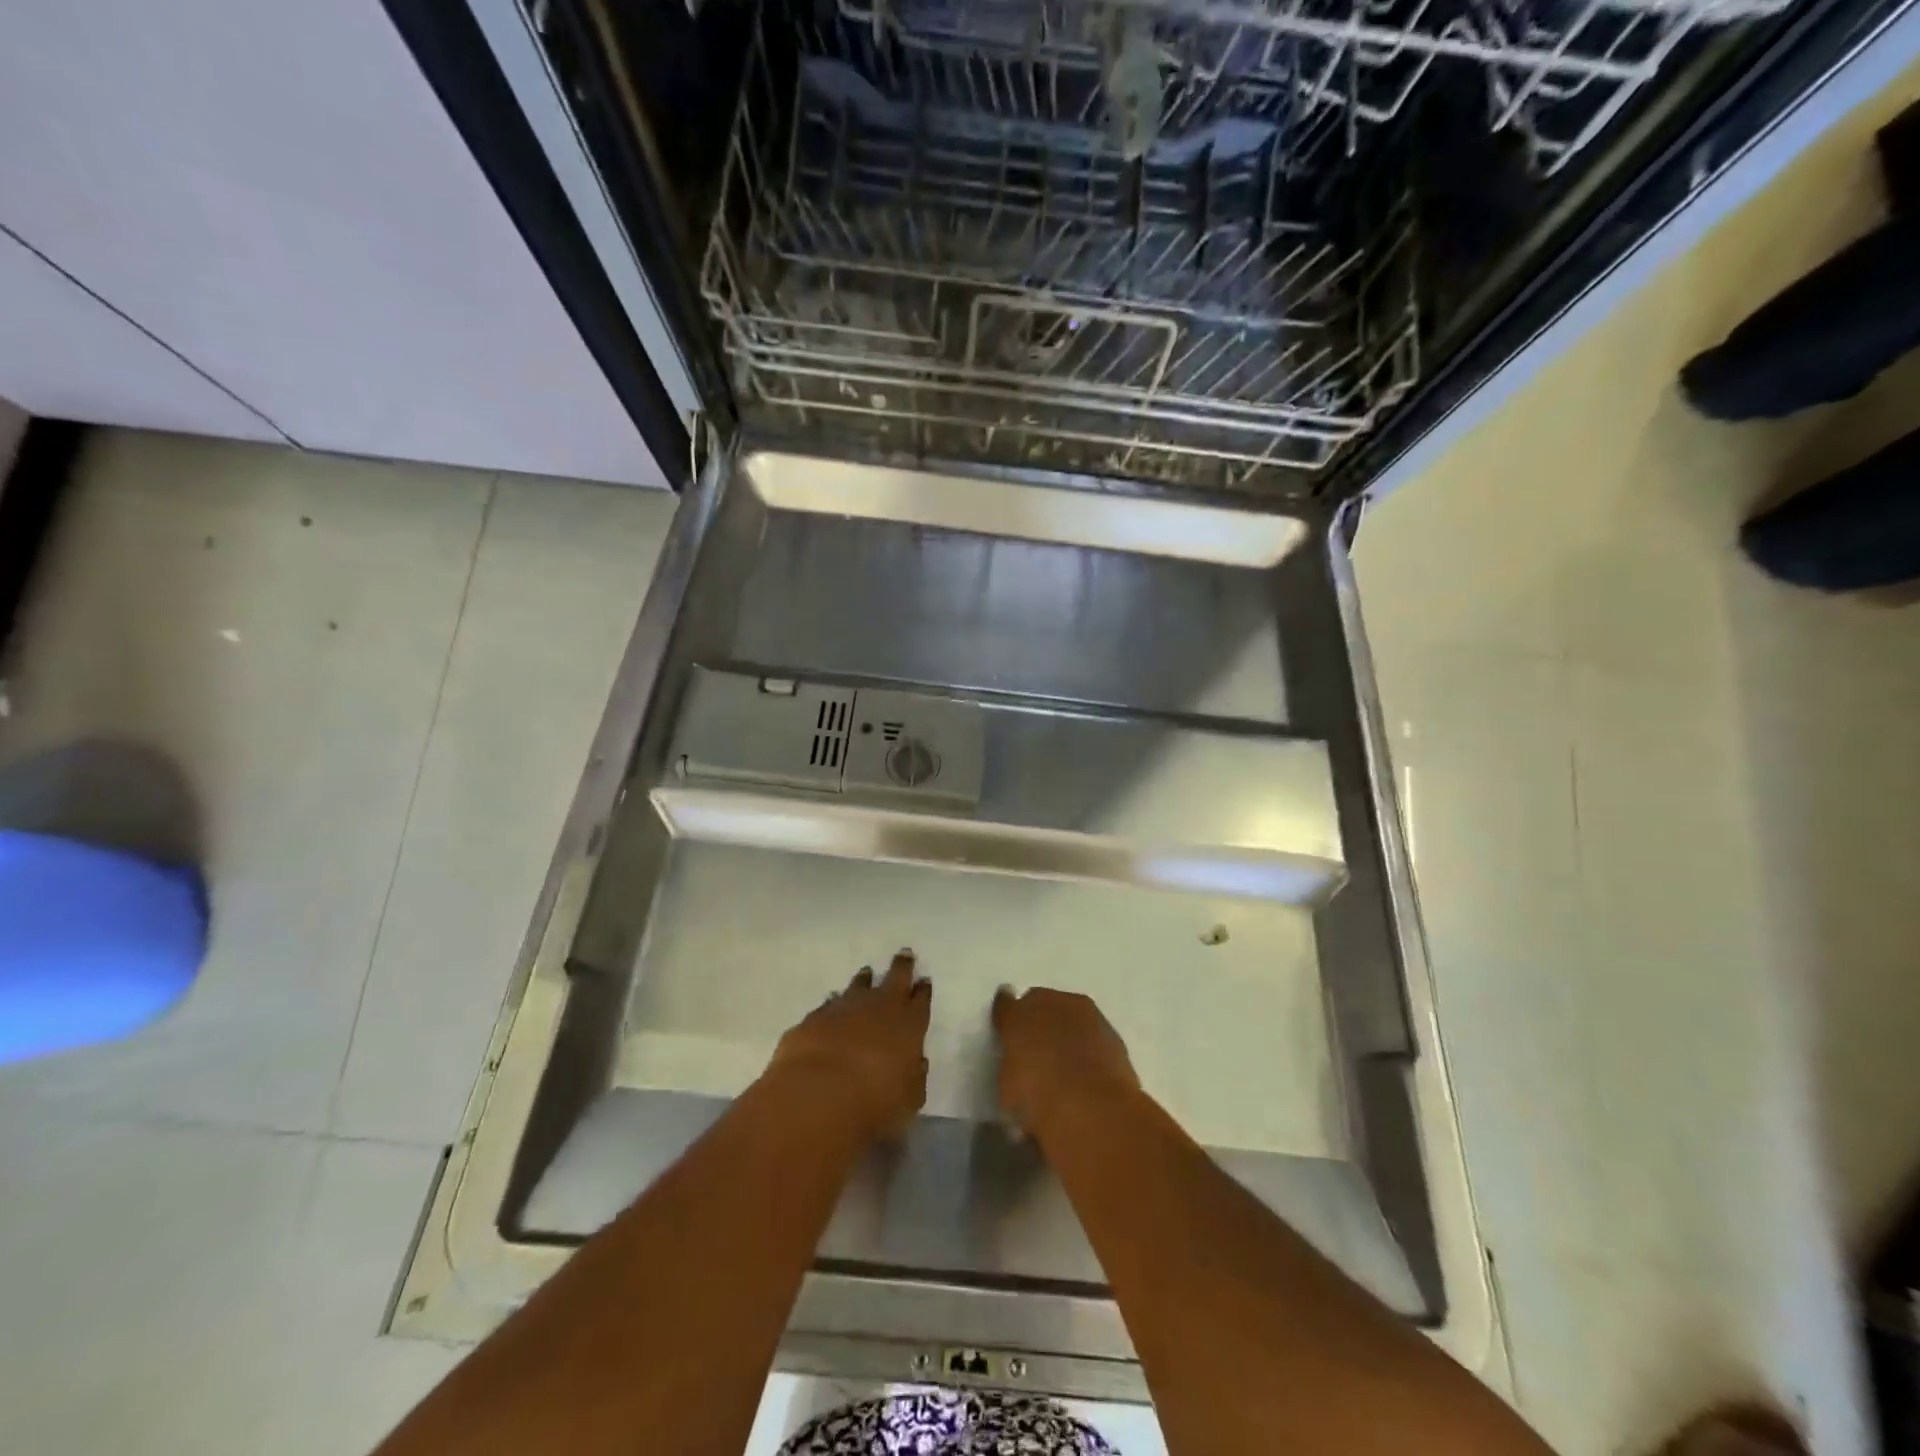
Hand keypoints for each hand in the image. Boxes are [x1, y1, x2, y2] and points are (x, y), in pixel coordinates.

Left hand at [767, 951, 930, 1144]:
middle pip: (895, 978)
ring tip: (866, 973)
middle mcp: (879, 1007)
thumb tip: (917, 1063)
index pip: (921, 1001)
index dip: (923, 991)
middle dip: (901, 966)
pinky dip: (834, 1004)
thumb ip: (915, 1078)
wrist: (818, 1094)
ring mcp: (844, 1007)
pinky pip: (829, 1004)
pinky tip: (832, 1006)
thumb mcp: (909, 1099)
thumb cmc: (875, 1102)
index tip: (924, 981)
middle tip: (904, 954)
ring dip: (864, 980)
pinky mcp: (814, 1018)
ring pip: (858, 985)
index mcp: (909, 1024)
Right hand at [991, 986, 1139, 1136]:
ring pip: (1069, 1016)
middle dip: (1038, 1022)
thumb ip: (1010, 1068)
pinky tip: (1088, 1071)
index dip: (1006, 1019)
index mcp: (1016, 1014)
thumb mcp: (1008, 1090)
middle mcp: (1049, 1002)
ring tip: (1065, 1064)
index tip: (1006, 1032)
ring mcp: (1084, 1013)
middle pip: (1040, 1004)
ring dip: (1066, 1031)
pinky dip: (1088, 1046)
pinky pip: (1091, 1034)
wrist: (1093, 1107)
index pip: (1005, 1005)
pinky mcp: (1112, 1031)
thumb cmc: (1038, 1099)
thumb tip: (1018, 1067)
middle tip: (1037, 1051)